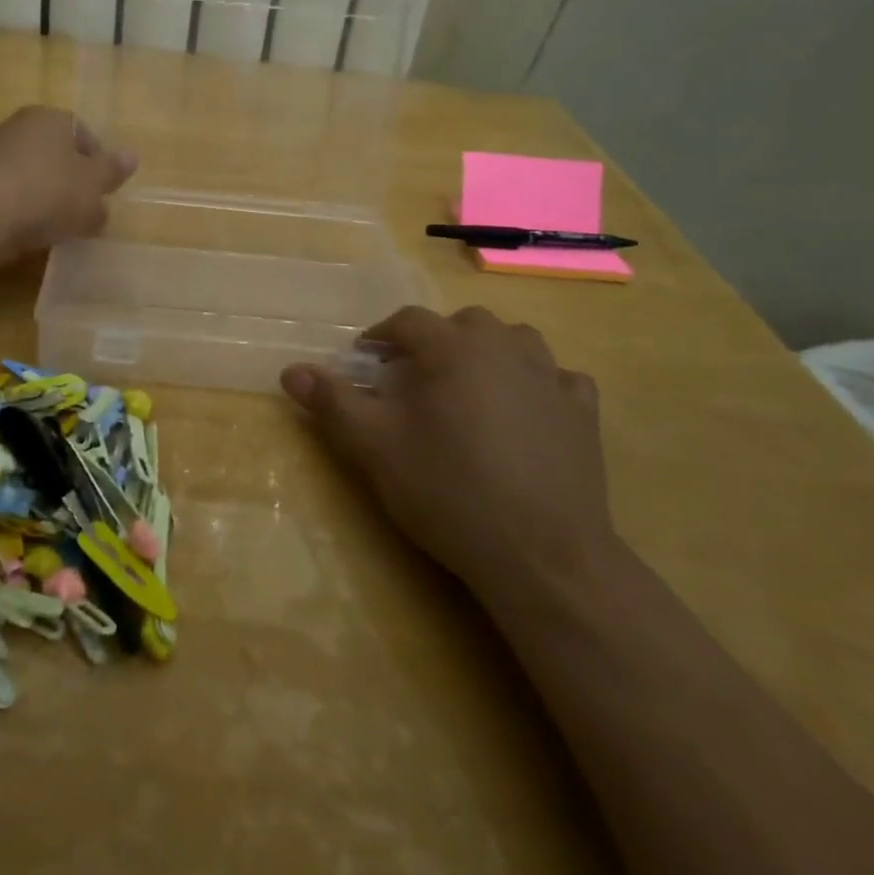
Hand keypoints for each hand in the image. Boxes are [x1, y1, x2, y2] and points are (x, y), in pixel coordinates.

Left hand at [0, 106, 136, 256]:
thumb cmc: (49, 191)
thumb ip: (112, 171)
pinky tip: (28, 231)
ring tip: (56, 226)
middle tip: (84, 211)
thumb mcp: (93, 185)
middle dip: (71, 181)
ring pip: (31, 174)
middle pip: (55, 154)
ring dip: (44, 196)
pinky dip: (20, 209)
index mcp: (51, 118)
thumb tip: (132, 157)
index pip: (83, 134)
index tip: (104, 192)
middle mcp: (19, 126)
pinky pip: (9, 194)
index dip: (98, 163)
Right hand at [280, 306, 616, 612]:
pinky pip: (558, 378)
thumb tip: (290, 371)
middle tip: (416, 378)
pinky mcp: (583, 411)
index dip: (381, 335)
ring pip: (515, 341)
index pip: (408, 321)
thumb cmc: (449, 490)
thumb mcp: (375, 447)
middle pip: (464, 323)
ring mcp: (551, 377)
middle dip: (436, 341)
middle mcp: (503, 348)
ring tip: (471, 387)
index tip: (365, 360)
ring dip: (489, 352)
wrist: (541, 553)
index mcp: (451, 348)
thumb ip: (333, 403)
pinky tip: (528, 410)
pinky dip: (538, 383)